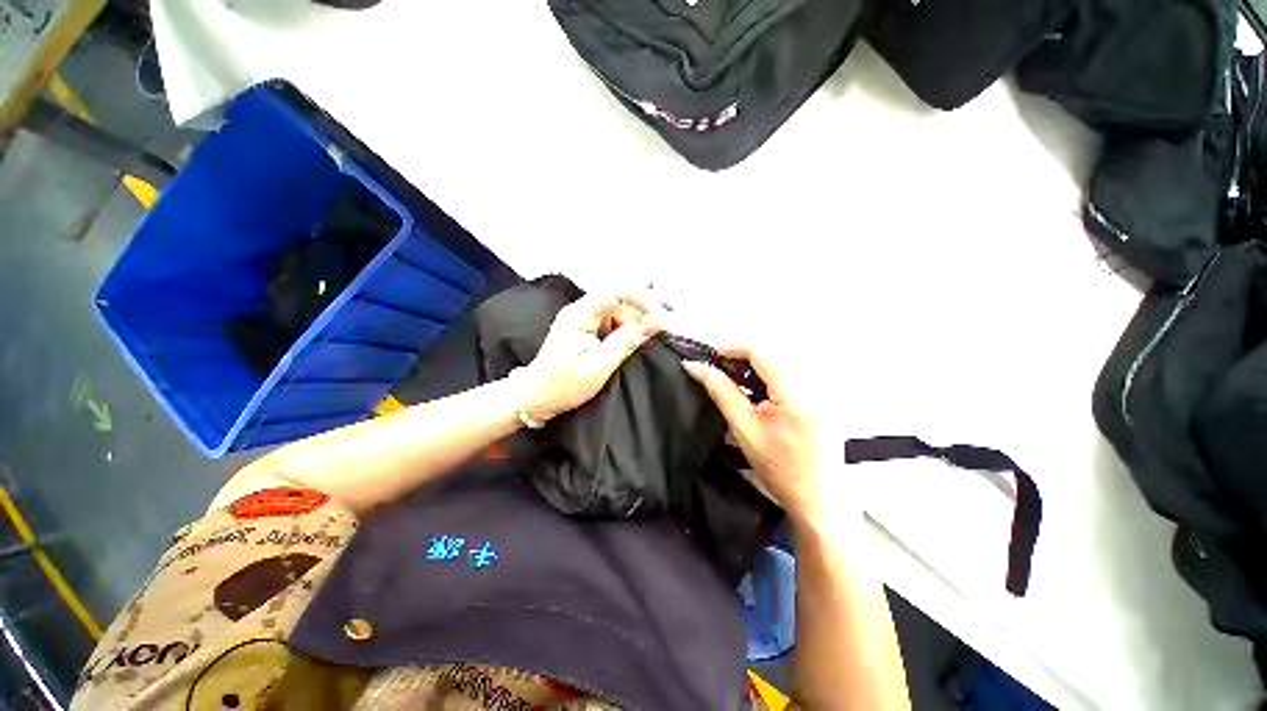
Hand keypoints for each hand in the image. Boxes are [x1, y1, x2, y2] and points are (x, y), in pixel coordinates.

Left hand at [517, 292, 664, 421]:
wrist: (535, 398)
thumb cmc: (564, 385)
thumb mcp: (599, 365)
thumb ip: (628, 341)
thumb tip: (658, 321)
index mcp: (580, 314)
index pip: (615, 292)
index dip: (641, 298)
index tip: (663, 315)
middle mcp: (582, 311)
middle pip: (619, 300)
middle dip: (644, 309)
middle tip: (668, 324)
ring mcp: (585, 320)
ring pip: (619, 311)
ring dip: (640, 319)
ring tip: (662, 329)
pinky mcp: (588, 331)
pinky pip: (614, 323)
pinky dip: (630, 329)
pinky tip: (644, 335)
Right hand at [683, 346, 825, 525]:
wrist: (819, 500)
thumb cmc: (780, 470)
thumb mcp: (744, 429)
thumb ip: (721, 392)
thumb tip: (696, 366)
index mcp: (798, 393)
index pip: (763, 351)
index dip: (733, 346)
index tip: (710, 353)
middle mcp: (816, 383)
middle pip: (773, 351)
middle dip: (741, 354)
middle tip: (717, 366)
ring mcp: (824, 388)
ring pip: (781, 358)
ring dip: (753, 362)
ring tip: (731, 376)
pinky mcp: (823, 395)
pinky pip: (791, 371)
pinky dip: (767, 373)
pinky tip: (754, 386)